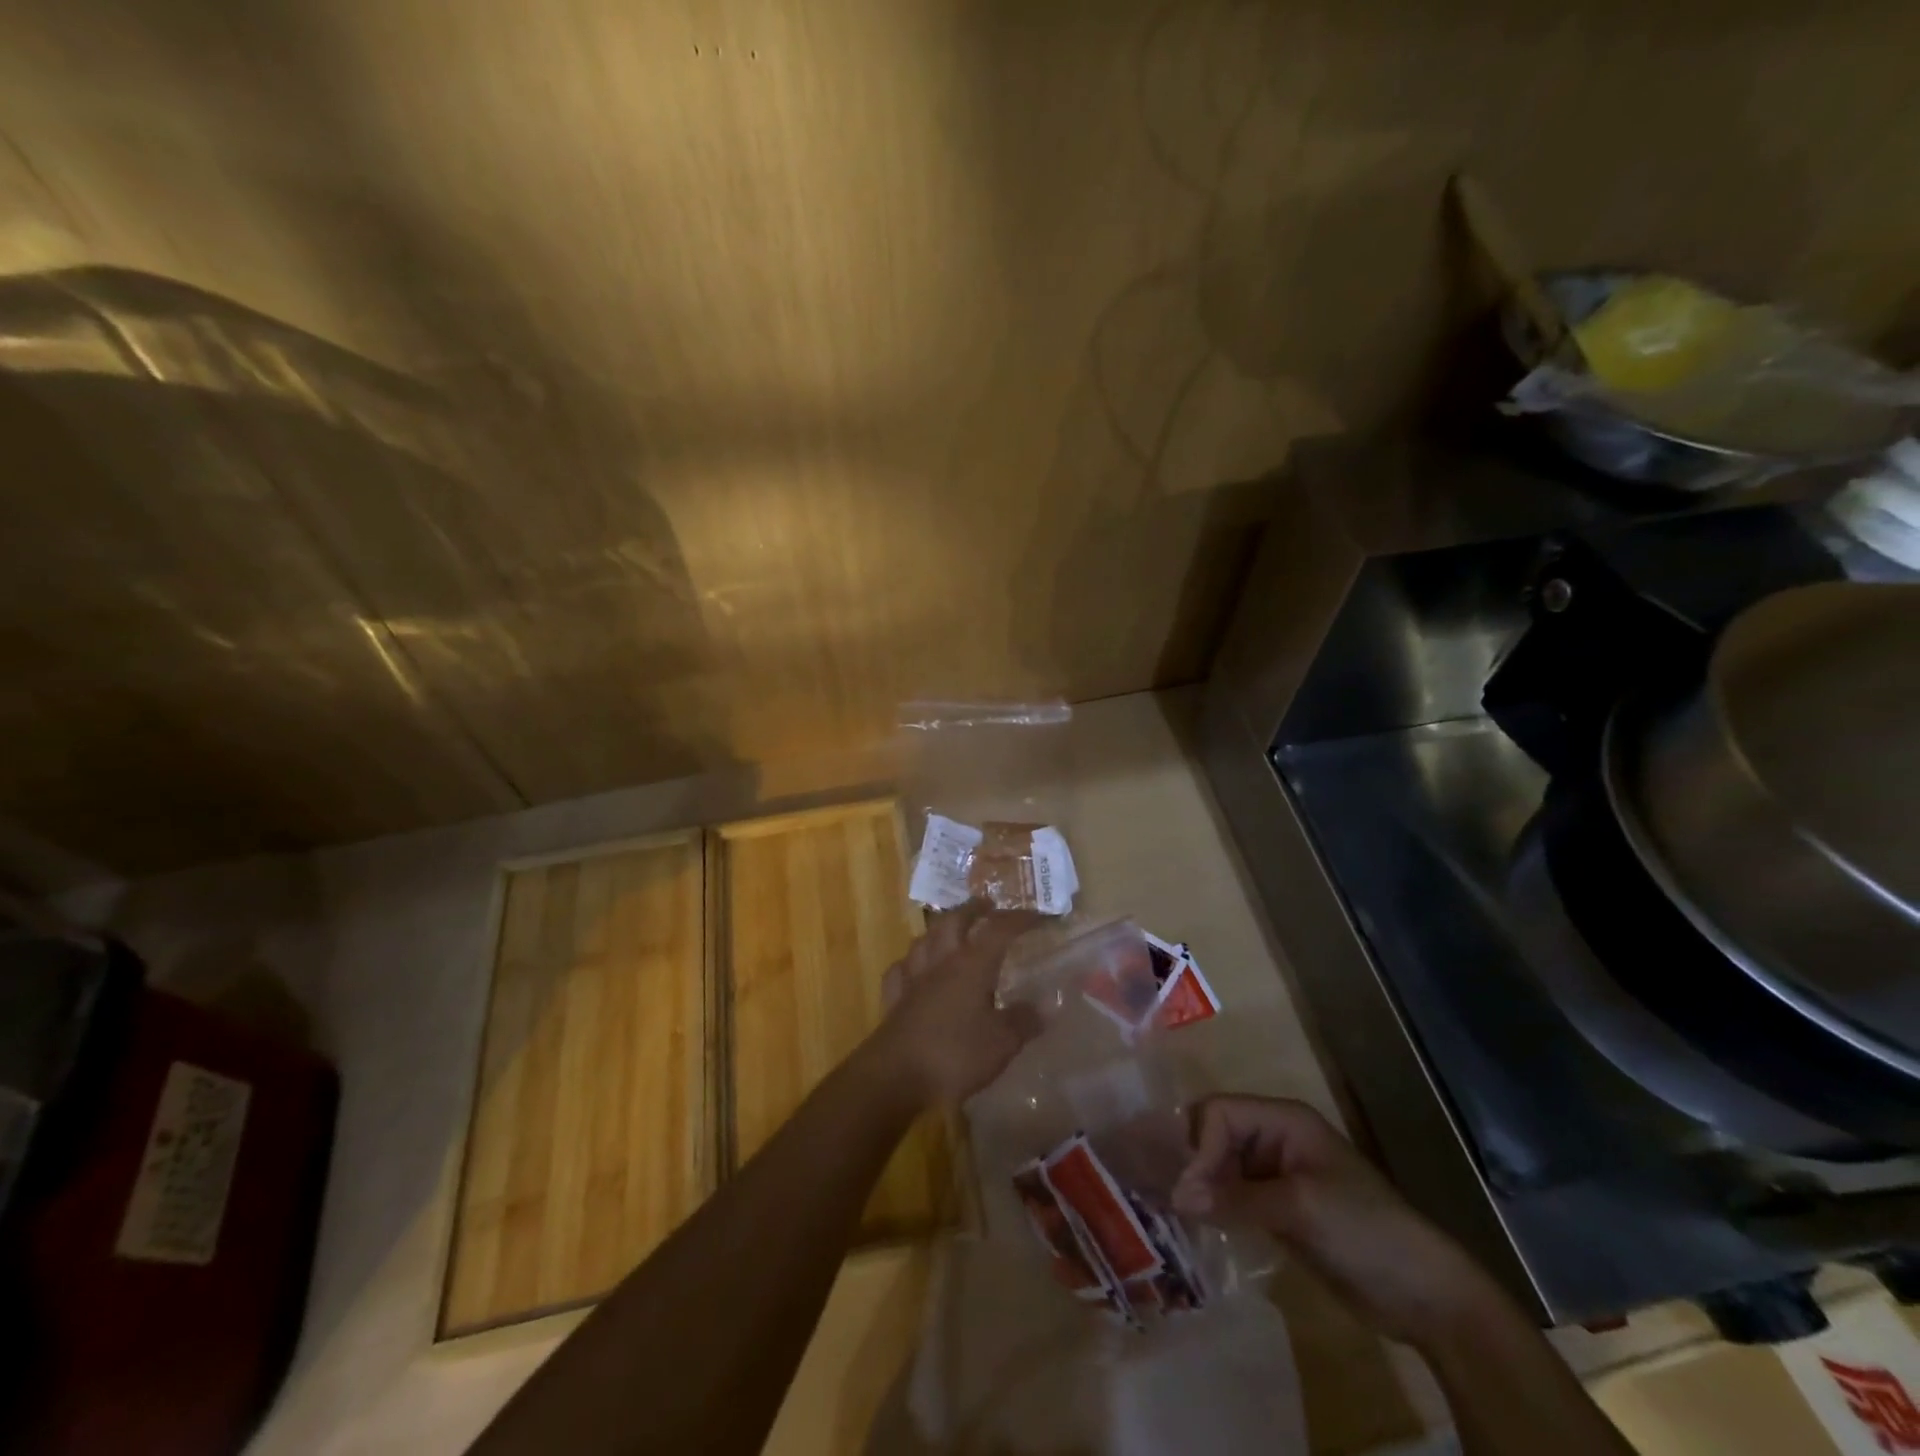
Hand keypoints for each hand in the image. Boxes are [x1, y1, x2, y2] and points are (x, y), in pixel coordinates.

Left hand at [865, 903, 1043, 1108]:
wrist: (894, 1076)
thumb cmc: (954, 1054)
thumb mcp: (1002, 1043)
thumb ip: (1024, 1021)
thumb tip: (1047, 1005)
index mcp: (972, 965)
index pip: (999, 930)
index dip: (1019, 919)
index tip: (1039, 917)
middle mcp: (941, 962)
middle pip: (954, 921)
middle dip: (972, 909)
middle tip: (987, 905)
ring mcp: (913, 978)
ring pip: (925, 939)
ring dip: (940, 929)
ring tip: (950, 930)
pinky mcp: (893, 999)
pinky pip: (901, 969)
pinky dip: (911, 963)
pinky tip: (914, 968)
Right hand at [1172, 1096, 1506, 1346]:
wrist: (1424, 1293)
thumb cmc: (1364, 1229)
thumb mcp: (1299, 1207)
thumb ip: (1236, 1199)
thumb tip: (1177, 1196)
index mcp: (1283, 1120)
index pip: (1220, 1112)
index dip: (1200, 1144)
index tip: (1191, 1190)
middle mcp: (1274, 1138)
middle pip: (1215, 1134)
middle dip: (1195, 1162)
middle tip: (1179, 1202)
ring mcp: (1276, 1174)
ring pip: (1221, 1165)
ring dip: (1202, 1186)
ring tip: (1183, 1217)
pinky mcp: (1278, 1208)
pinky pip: (1234, 1195)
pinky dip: (1217, 1207)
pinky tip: (1204, 1227)